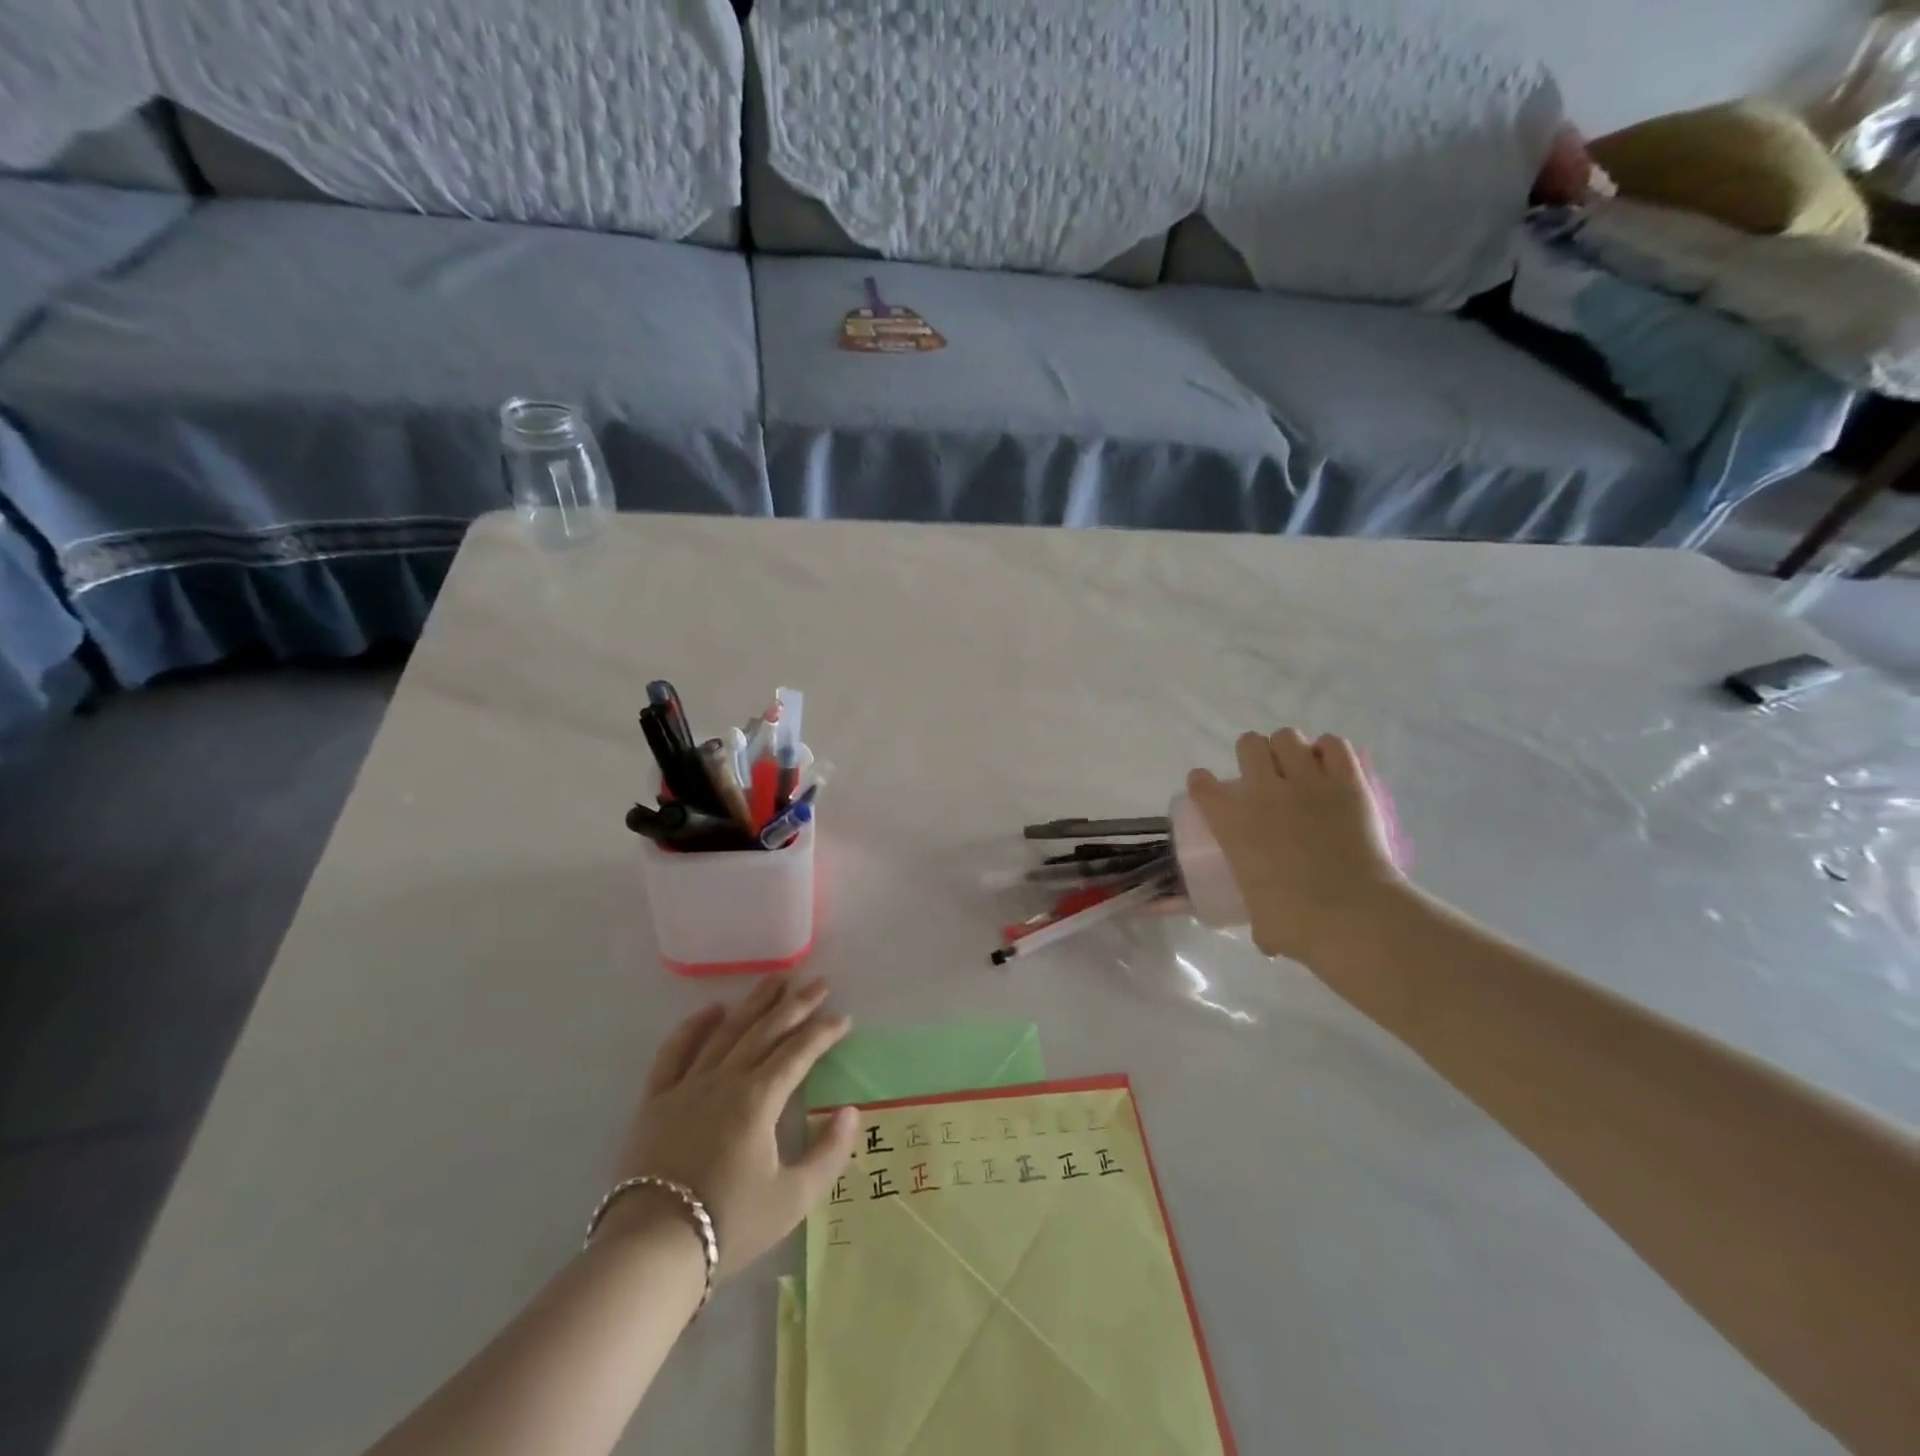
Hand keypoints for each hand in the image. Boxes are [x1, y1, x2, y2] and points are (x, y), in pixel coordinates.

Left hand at [606, 977, 858, 1275]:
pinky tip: (711, 1010)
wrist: (652, 1250)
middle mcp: (725, 1080)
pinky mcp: (656, 1100)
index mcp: (759, 1099)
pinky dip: (693, 1027)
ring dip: (753, 1003)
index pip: (799, 1053)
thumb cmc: (729, 1224)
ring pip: (726, 1032)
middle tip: (818, 982)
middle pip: (766, 1031)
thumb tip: (850, 1112)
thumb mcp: (792, 1199)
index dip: (824, 1032)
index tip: (843, 1017)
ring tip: (775, 979)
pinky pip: (674, 1053)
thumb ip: (828, 1153)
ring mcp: (687, 1086)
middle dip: (796, 1005)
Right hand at [1187, 729, 1406, 963]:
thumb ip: (1258, 916)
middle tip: (1264, 777)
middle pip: (1248, 744)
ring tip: (1299, 769)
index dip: (1204, 784)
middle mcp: (1263, 791)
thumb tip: (1265, 936)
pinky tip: (1330, 767)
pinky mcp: (1347, 782)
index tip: (1211, 792)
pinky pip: (1334, 745)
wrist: (1352, 915)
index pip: (1202, 784)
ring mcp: (1307, 782)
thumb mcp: (1259, 918)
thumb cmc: (1295, 921)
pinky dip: (1330, 751)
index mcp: (1231, 822)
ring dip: (1290, 749)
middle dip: (1253, 755)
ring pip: (1288, 737)